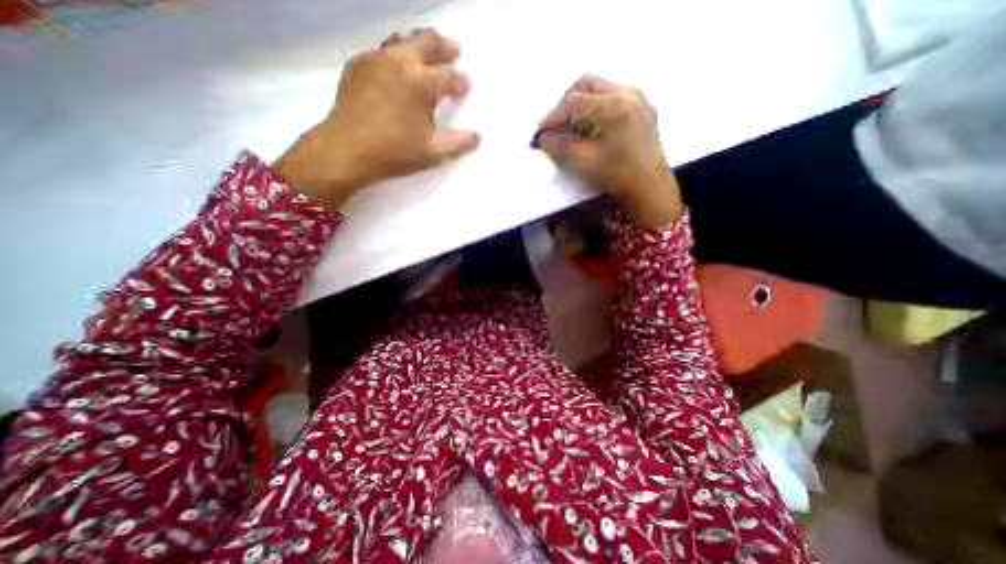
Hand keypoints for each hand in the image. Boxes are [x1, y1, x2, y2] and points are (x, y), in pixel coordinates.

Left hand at [274, 27, 478, 210]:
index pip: (450, 77)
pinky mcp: (358, 65)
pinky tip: (397, 67)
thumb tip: (477, 137)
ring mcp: (376, 59)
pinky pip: (381, 50)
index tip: (466, 87)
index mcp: (421, 84)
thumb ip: (457, 143)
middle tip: (455, 50)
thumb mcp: (432, 153)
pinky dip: (395, 54)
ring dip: (420, 44)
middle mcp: (400, 62)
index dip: (462, 82)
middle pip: (428, 43)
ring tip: (428, 52)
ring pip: (402, 40)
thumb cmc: (393, 153)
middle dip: (445, 47)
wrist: (345, 151)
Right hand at [538, 74, 679, 227]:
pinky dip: (596, 111)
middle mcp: (628, 93)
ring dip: (581, 107)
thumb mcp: (583, 162)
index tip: (541, 132)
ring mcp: (638, 100)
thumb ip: (559, 146)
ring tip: (572, 130)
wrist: (649, 188)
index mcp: (613, 105)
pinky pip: (613, 99)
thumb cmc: (617, 175)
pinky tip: (592, 131)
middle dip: (566, 104)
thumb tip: (544, 138)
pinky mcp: (643, 110)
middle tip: (556, 127)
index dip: (552, 116)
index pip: (573, 101)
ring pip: (600, 90)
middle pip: (587, 85)